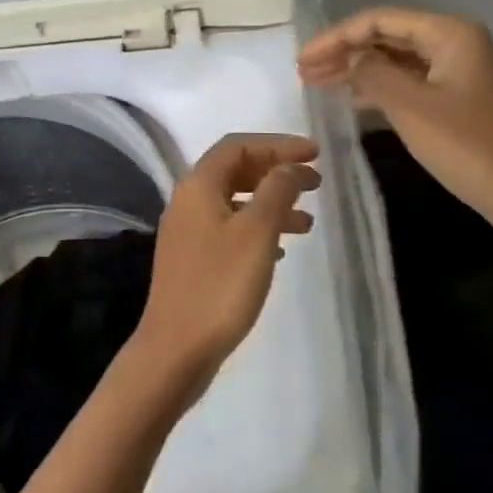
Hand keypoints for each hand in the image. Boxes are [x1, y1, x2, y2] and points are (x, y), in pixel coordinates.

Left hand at [130, 134, 320, 403]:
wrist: (176, 349)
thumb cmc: (220, 285)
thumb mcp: (256, 233)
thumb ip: (277, 191)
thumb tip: (290, 165)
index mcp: (198, 185)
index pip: (238, 146)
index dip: (278, 143)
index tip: (315, 153)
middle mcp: (188, 200)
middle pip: (235, 170)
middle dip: (276, 171)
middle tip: (315, 182)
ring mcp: (188, 232)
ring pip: (235, 202)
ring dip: (271, 204)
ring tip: (308, 222)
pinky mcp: (193, 260)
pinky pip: (230, 230)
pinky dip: (258, 230)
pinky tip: (282, 251)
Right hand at [298, 7, 492, 248]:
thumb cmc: (471, 147)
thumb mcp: (412, 107)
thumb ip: (372, 74)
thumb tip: (349, 59)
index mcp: (449, 33)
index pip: (378, 20)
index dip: (335, 37)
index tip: (301, 61)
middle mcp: (456, 43)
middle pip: (387, 36)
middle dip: (344, 51)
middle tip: (304, 73)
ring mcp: (459, 72)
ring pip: (397, 60)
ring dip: (358, 69)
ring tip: (318, 84)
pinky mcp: (460, 100)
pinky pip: (410, 82)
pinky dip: (380, 87)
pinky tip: (353, 99)